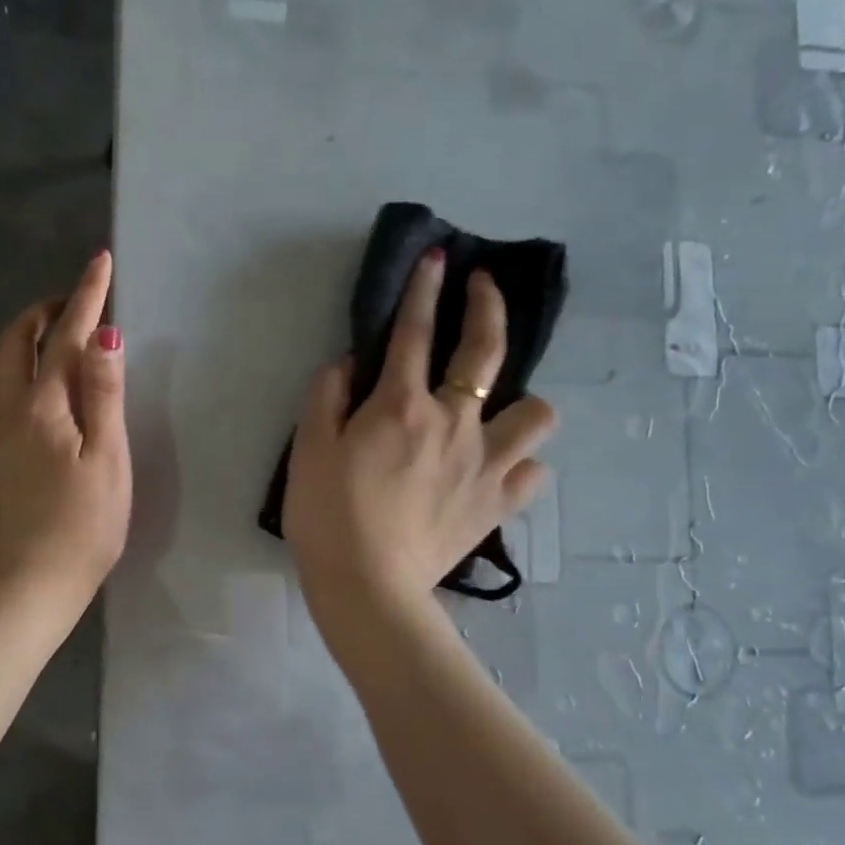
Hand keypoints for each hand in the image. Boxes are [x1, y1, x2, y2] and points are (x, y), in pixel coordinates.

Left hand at [0, 251, 131, 615]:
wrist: (33, 582)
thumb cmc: (86, 524)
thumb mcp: (108, 457)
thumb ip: (103, 392)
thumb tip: (103, 332)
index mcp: (43, 405)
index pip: (65, 335)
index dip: (85, 295)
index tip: (100, 261)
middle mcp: (4, 410)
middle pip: (13, 342)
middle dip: (41, 312)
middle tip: (69, 304)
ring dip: (11, 343)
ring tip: (36, 344)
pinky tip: (7, 398)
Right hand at [284, 248, 556, 613]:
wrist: (367, 587)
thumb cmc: (327, 516)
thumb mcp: (308, 450)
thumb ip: (327, 397)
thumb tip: (348, 363)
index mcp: (401, 407)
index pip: (413, 332)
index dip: (424, 289)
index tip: (437, 257)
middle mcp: (454, 424)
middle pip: (486, 351)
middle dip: (487, 307)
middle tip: (482, 287)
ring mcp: (485, 464)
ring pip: (536, 413)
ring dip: (521, 402)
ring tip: (498, 410)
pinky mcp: (497, 504)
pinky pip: (532, 473)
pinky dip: (520, 465)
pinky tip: (499, 469)